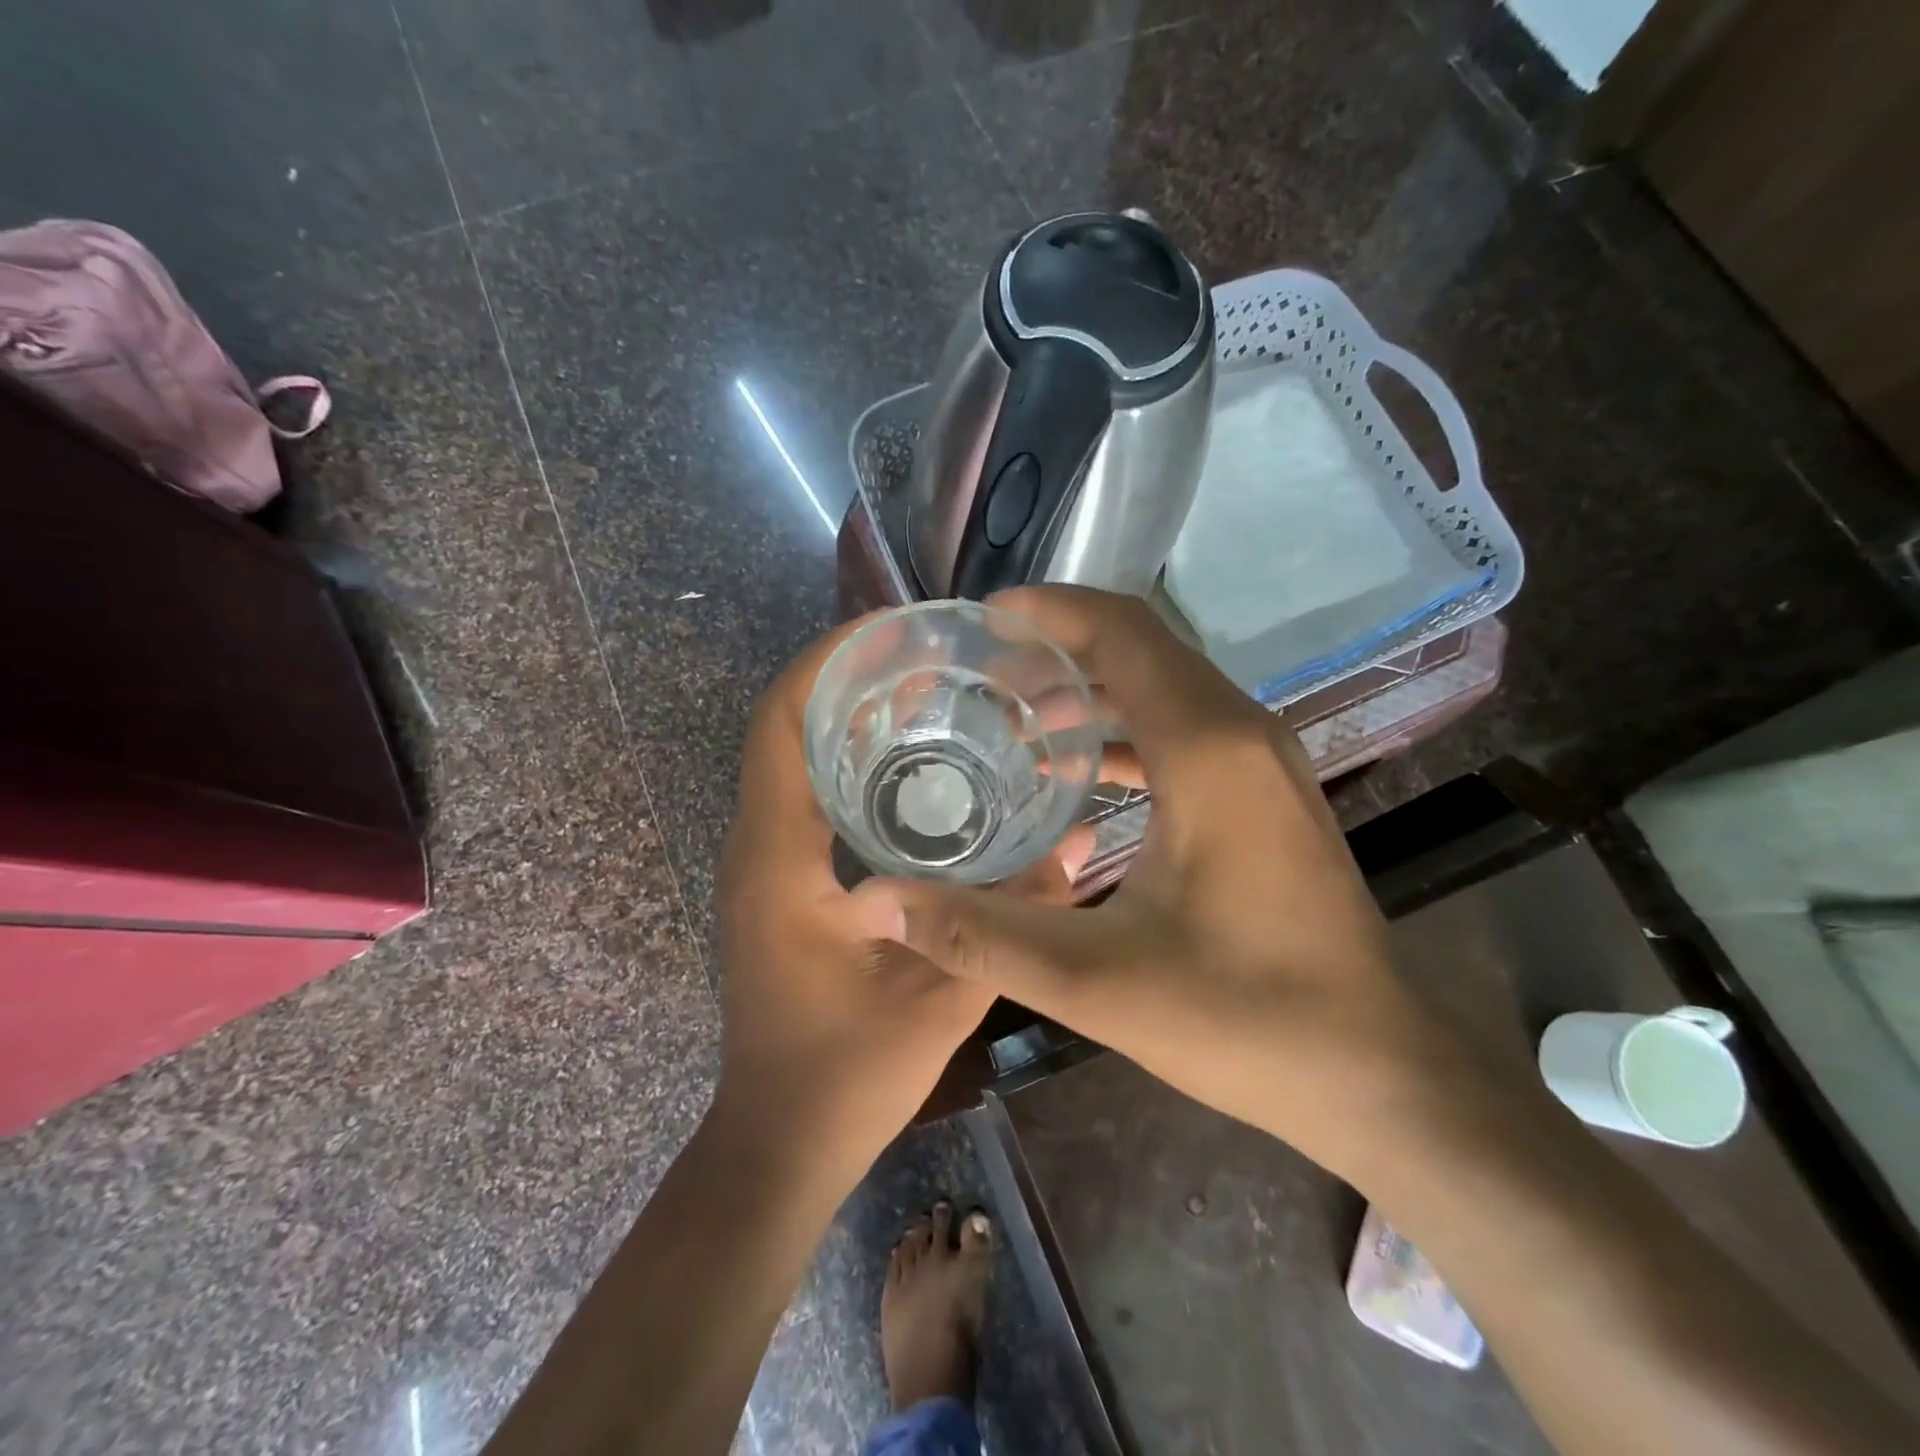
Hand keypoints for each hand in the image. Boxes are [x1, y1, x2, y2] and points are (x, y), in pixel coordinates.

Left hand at [712, 614, 1084, 1182]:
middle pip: (787, 726)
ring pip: (796, 759)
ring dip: (851, 718)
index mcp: (778, 857)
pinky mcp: (781, 884)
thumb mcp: (940, 999)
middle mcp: (758, 846)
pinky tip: (916, 771)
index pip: (780, 723)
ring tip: (933, 697)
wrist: (778, 1142)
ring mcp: (765, 864)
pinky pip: (808, 797)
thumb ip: (1010, 921)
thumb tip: (1078, 844)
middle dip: (851, 679)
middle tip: (934, 660)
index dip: (828, 661)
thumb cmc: (844, 1076)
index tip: (893, 629)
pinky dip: (852, 763)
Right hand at [864, 586, 1485, 1185]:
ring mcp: (1262, 761)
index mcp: (1208, 748)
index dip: (1049, 610)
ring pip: (1165, 687)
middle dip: (1059, 644)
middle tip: (980, 671)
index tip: (980, 620)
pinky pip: (1185, 729)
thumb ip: (981, 935)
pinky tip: (1075, 772)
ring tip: (1014, 717)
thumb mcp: (1097, 982)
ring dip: (1090, 688)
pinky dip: (1125, 729)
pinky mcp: (1265, 794)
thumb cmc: (1246, 1018)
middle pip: (1142, 646)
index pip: (1122, 631)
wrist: (1379, 1071)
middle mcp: (1242, 731)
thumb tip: (878, 900)